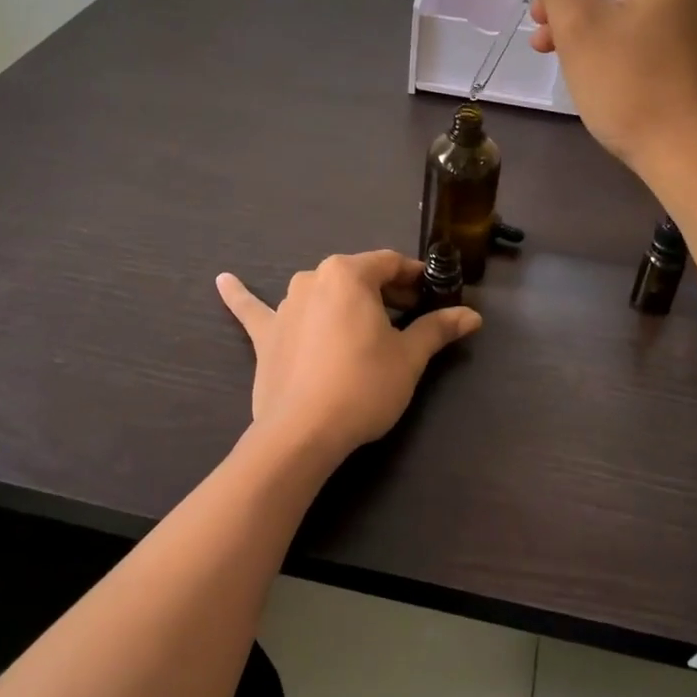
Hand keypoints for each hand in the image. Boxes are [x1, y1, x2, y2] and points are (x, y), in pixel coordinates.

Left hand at [215, 250, 481, 463]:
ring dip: (341, 301)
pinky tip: (223, 280)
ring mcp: (284, 305)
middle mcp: (313, 278)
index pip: (391, 263)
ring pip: (320, 293)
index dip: (416, 278)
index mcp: (349, 274)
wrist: (303, 432)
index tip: (433, 296)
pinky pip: (253, 310)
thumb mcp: (409, 357)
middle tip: (409, 318)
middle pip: (358, 277)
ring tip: (361, 321)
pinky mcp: (265, 335)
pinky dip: (240, 295)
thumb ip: (438, 329)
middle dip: (385, 292)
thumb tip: (473, 316)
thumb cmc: (364, 385)